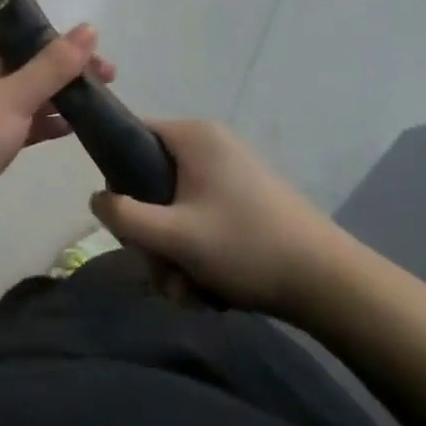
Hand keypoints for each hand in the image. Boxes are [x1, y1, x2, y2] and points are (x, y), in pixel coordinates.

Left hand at [0, 25, 114, 252]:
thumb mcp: (14, 96)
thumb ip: (53, 65)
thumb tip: (89, 28)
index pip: (17, 41)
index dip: (58, 45)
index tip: (96, 57)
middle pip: (22, 69)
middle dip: (62, 74)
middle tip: (108, 81)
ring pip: (20, 99)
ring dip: (54, 100)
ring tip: (98, 104)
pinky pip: (14, 126)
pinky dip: (39, 125)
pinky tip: (70, 129)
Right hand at [91, 119, 359, 323]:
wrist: (329, 282)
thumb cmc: (244, 246)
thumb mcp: (174, 234)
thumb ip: (124, 215)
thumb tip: (96, 198)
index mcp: (193, 135)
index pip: (133, 135)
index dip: (119, 175)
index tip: (125, 218)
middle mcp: (212, 145)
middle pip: (154, 180)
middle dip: (153, 233)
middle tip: (163, 270)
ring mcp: (233, 172)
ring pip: (178, 207)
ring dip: (175, 252)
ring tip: (190, 290)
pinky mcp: (249, 199)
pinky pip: (204, 218)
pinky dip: (200, 251)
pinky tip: (211, 289)